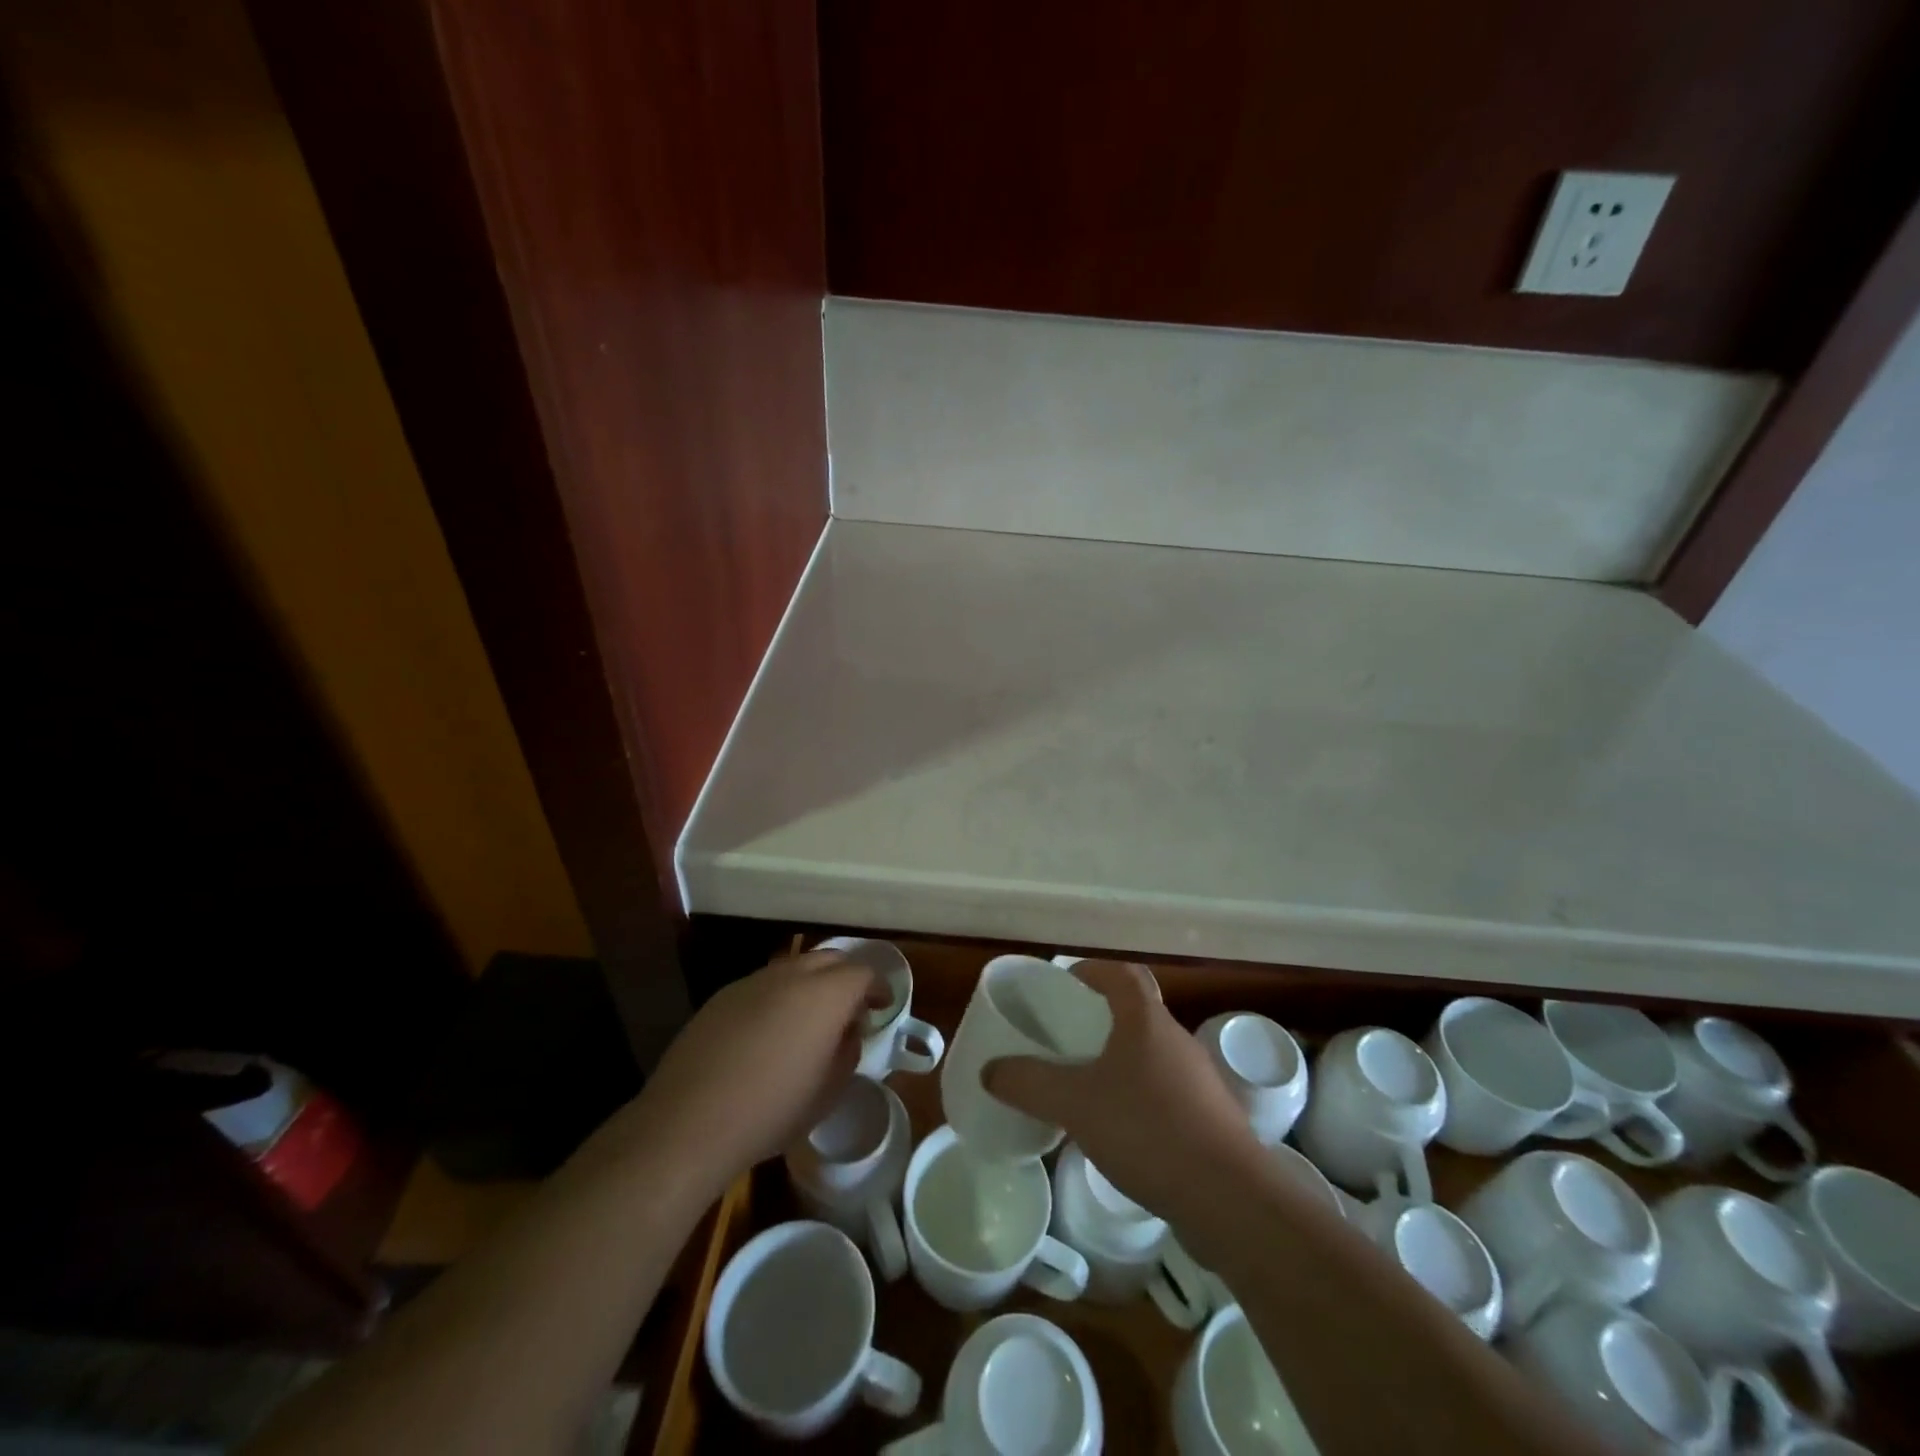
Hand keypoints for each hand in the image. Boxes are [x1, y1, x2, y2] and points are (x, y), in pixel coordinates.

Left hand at [623, 949, 878, 1194]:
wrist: (690, 1121)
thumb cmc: (772, 1110)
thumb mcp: (828, 1092)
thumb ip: (847, 1052)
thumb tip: (848, 1032)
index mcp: (826, 995)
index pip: (863, 973)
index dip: (878, 988)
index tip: (882, 1006)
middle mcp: (792, 976)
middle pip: (830, 959)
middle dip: (846, 977)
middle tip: (850, 1008)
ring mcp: (753, 982)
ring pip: (794, 967)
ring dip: (811, 983)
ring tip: (810, 1018)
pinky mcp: (722, 996)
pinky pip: (763, 984)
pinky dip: (779, 996)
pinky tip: (770, 1030)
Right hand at [983, 960, 1260, 1222]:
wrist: (1230, 1200)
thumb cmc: (1148, 1130)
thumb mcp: (1074, 1104)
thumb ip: (1029, 1083)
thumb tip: (990, 1070)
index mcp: (1147, 1020)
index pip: (1122, 974)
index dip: (1092, 971)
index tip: (1064, 985)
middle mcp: (1176, 1040)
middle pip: (1136, 1013)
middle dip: (1099, 1020)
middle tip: (1063, 1040)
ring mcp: (1198, 1081)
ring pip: (1150, 1055)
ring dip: (1119, 1061)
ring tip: (1085, 1087)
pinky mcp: (1210, 1119)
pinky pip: (1165, 1092)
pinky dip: (1138, 1098)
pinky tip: (1118, 1131)